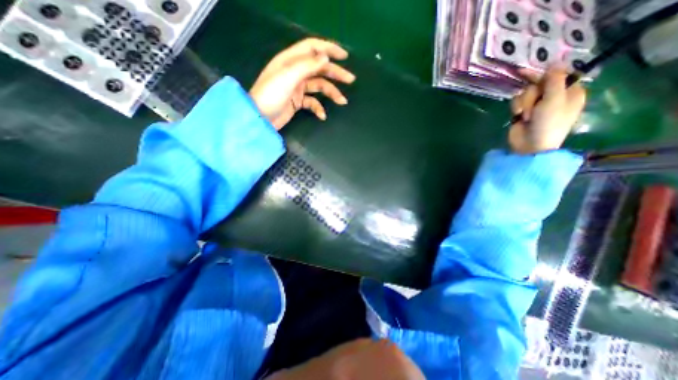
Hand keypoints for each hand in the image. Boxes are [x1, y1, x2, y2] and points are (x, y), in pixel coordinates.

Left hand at [248, 37, 355, 130]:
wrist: (260, 118)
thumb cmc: (271, 94)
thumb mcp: (288, 77)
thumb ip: (307, 66)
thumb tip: (326, 57)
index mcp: (291, 60)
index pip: (312, 48)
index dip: (329, 49)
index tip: (344, 56)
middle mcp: (295, 71)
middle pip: (319, 68)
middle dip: (336, 73)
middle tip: (351, 80)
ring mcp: (297, 88)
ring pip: (319, 86)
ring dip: (331, 93)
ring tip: (343, 102)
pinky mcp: (298, 102)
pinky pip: (313, 102)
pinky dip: (319, 108)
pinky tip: (322, 115)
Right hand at [512, 66, 584, 153]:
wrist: (531, 145)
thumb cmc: (548, 123)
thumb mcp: (555, 99)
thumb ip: (554, 80)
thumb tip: (555, 62)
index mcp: (569, 92)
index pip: (558, 75)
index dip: (545, 73)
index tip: (528, 71)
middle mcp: (553, 96)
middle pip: (538, 84)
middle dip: (532, 93)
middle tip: (532, 104)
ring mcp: (536, 105)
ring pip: (525, 93)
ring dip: (523, 103)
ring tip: (526, 115)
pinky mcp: (522, 112)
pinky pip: (516, 102)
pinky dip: (517, 108)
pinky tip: (518, 117)